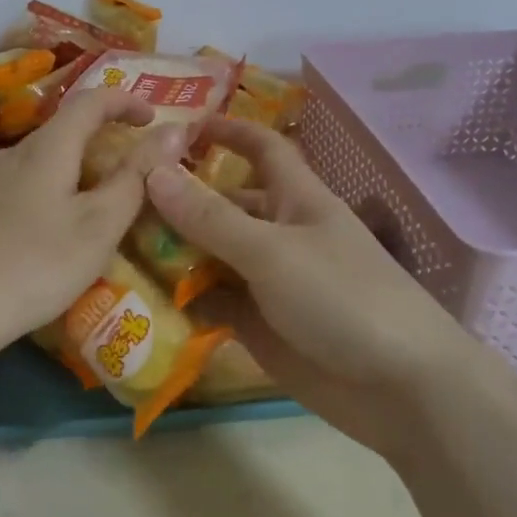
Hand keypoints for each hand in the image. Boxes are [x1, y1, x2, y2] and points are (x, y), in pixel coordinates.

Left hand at [0, 87, 162, 360]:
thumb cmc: (34, 266)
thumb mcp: (98, 226)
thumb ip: (136, 177)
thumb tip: (173, 130)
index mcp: (45, 148)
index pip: (89, 100)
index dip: (124, 100)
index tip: (153, 116)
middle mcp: (9, 153)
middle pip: (62, 133)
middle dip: (100, 145)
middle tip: (129, 179)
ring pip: (39, 163)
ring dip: (73, 174)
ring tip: (92, 214)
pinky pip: (18, 187)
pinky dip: (47, 194)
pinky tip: (47, 235)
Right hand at [144, 120, 480, 452]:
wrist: (401, 390)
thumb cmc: (343, 299)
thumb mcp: (272, 251)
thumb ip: (210, 217)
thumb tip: (153, 170)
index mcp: (296, 199)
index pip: (261, 148)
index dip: (226, 131)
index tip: (177, 126)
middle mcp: (279, 234)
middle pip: (222, 205)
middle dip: (178, 200)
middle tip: (117, 201)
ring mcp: (267, 282)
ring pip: (210, 255)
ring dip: (171, 252)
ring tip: (115, 249)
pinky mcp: (258, 325)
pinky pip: (211, 302)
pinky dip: (181, 299)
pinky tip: (139, 298)